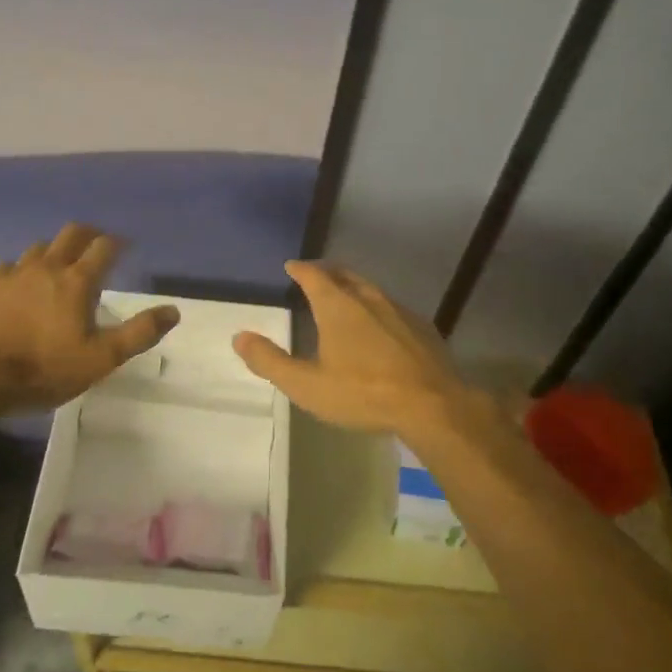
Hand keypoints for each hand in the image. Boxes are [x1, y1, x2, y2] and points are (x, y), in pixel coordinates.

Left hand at [0, 224, 178, 407]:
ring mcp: (14, 273)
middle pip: (72, 234)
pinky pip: (10, 266)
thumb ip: (138, 333)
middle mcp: (47, 266)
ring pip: (40, 247)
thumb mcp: (100, 359)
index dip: (118, 243)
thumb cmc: (42, 370)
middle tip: (96, 245)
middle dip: (89, 234)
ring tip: (59, 266)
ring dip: (56, 251)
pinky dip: (23, 269)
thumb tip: (173, 311)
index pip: (105, 247)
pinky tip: (20, 285)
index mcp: (78, 281)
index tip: (125, 247)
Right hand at [231, 261, 490, 438]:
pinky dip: (378, 308)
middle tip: (316, 274)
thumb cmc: (363, 393)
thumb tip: (239, 337)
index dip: (301, 269)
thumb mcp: (307, 385)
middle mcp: (368, 298)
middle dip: (327, 272)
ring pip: (370, 289)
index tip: (291, 266)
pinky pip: (392, 307)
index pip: (314, 276)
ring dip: (353, 287)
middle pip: (344, 275)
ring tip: (345, 295)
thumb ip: (270, 361)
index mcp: (337, 306)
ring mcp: (398, 310)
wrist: (432, 405)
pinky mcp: (422, 327)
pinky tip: (380, 325)